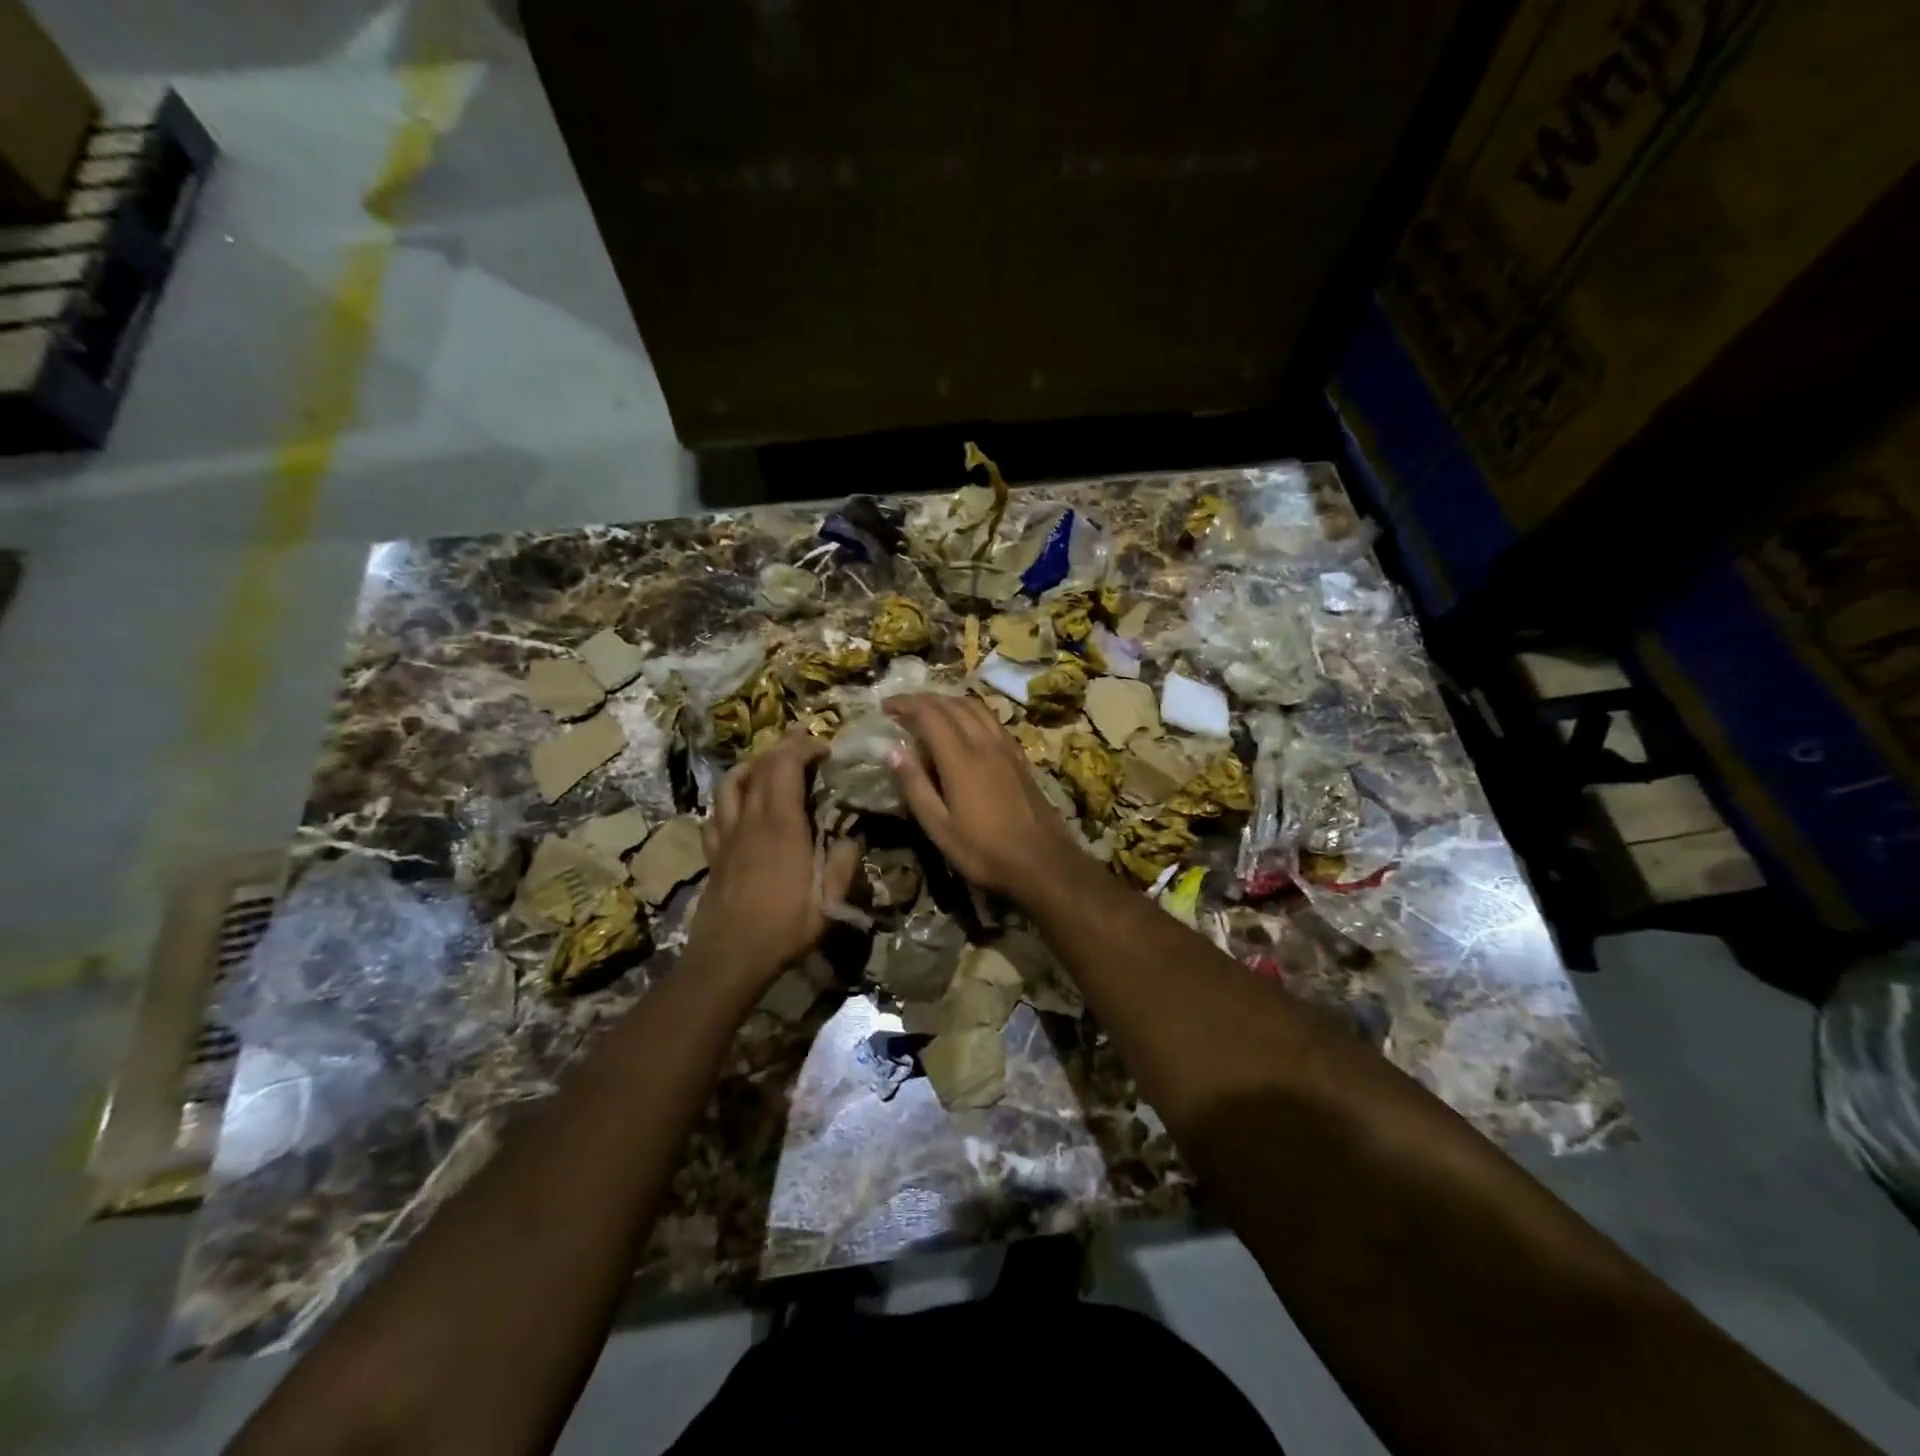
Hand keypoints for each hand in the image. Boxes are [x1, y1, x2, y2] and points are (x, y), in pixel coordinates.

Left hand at [687, 731, 858, 988]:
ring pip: (731, 783)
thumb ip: (843, 862)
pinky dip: (731, 798)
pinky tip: (742, 807)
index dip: (804, 747)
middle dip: (783, 747)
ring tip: (770, 765)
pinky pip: (716, 813)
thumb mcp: (830, 900)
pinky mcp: (714, 853)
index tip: (826, 748)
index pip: (786, 765)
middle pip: (760, 766)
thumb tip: (852, 836)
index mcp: (782, 824)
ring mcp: (727, 835)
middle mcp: (751, 820)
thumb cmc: (784, 927)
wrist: (729, 957)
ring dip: (752, 765)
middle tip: (806, 745)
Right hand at [882, 693, 1087, 904]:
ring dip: (949, 702)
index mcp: (961, 759)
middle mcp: (985, 743)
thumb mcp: (939, 827)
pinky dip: (971, 712)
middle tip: (902, 709)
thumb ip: (915, 786)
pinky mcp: (1020, 756)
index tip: (885, 707)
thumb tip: (892, 752)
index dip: (906, 704)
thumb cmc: (984, 851)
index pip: (930, 714)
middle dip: (925, 700)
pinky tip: (965, 727)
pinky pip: (992, 720)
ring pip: (976, 707)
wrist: (1042, 862)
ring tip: (930, 712)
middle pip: (953, 705)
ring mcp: (1006, 747)